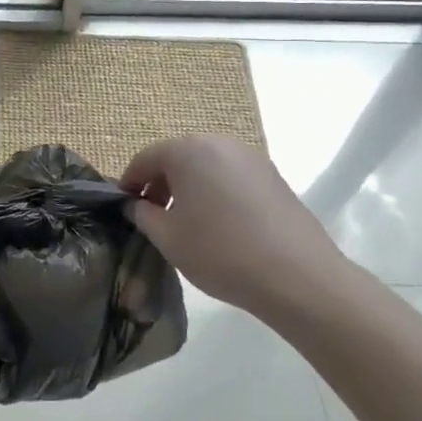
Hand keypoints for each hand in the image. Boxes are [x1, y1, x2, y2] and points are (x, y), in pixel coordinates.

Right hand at [121, 136, 348, 323]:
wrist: (298, 277)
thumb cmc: (220, 252)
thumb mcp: (168, 237)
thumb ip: (142, 215)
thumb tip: (135, 204)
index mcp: (188, 151)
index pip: (146, 159)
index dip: (129, 183)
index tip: (123, 207)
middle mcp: (220, 143)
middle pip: (178, 158)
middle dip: (160, 184)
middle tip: (153, 216)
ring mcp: (251, 158)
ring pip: (206, 167)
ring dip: (189, 188)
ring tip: (186, 223)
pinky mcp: (273, 177)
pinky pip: (231, 177)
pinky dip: (216, 193)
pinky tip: (219, 225)